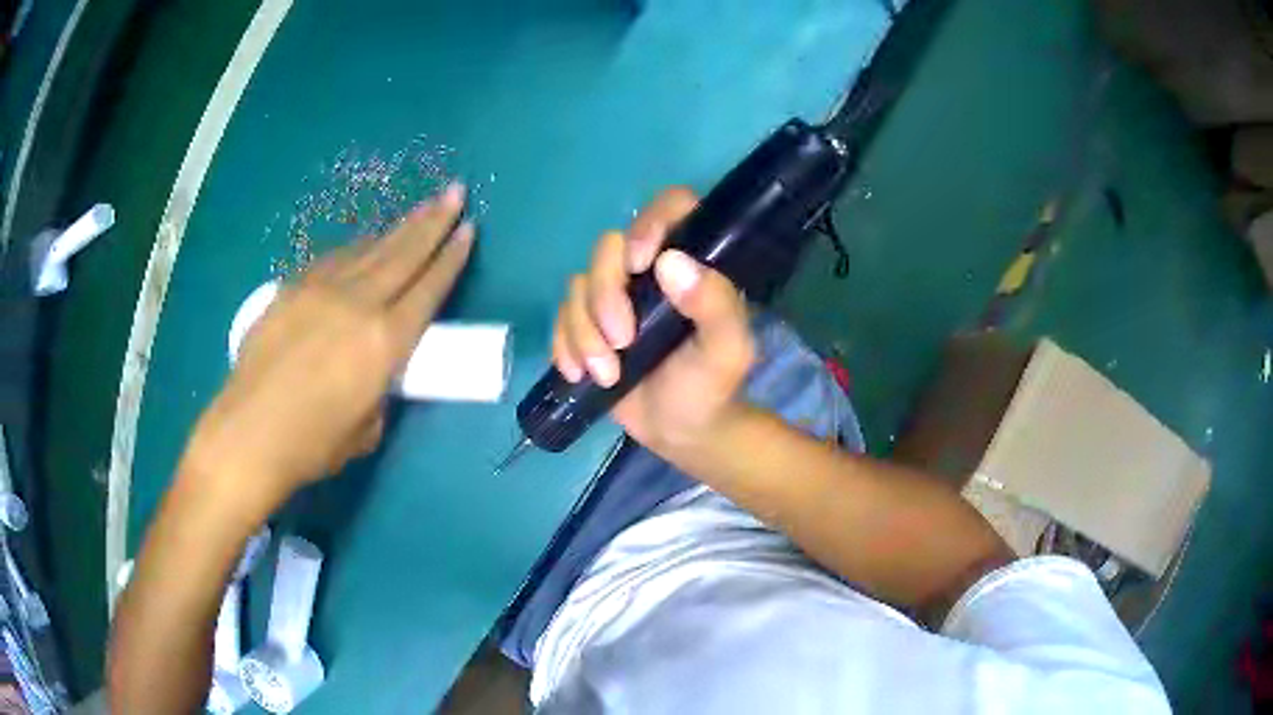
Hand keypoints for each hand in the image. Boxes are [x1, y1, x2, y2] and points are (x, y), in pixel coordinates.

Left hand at [183, 182, 473, 502]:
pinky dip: (356, 250)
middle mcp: (357, 304)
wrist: (247, 433)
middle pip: (403, 253)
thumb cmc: (311, 445)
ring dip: (397, 230)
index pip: (428, 289)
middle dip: (433, 221)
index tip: (468, 230)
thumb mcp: (367, 430)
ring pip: (368, 250)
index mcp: (384, 342)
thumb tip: (374, 373)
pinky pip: (334, 260)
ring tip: (418, 211)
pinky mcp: (292, 289)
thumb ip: (378, 390)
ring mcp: (321, 291)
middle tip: (454, 193)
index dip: (451, 258)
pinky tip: (363, 245)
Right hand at [552, 187, 754, 456]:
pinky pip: (559, 316)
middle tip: (622, 343)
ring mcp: (613, 295)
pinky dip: (564, 345)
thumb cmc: (710, 385)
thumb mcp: (726, 350)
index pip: (670, 208)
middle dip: (605, 297)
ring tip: (607, 374)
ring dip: (584, 332)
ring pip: (578, 285)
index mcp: (689, 262)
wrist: (679, 431)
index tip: (640, 265)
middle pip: (607, 248)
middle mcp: (648, 269)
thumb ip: (716, 305)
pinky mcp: (586, 322)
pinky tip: (580, 374)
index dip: (648, 223)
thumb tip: (672, 263)